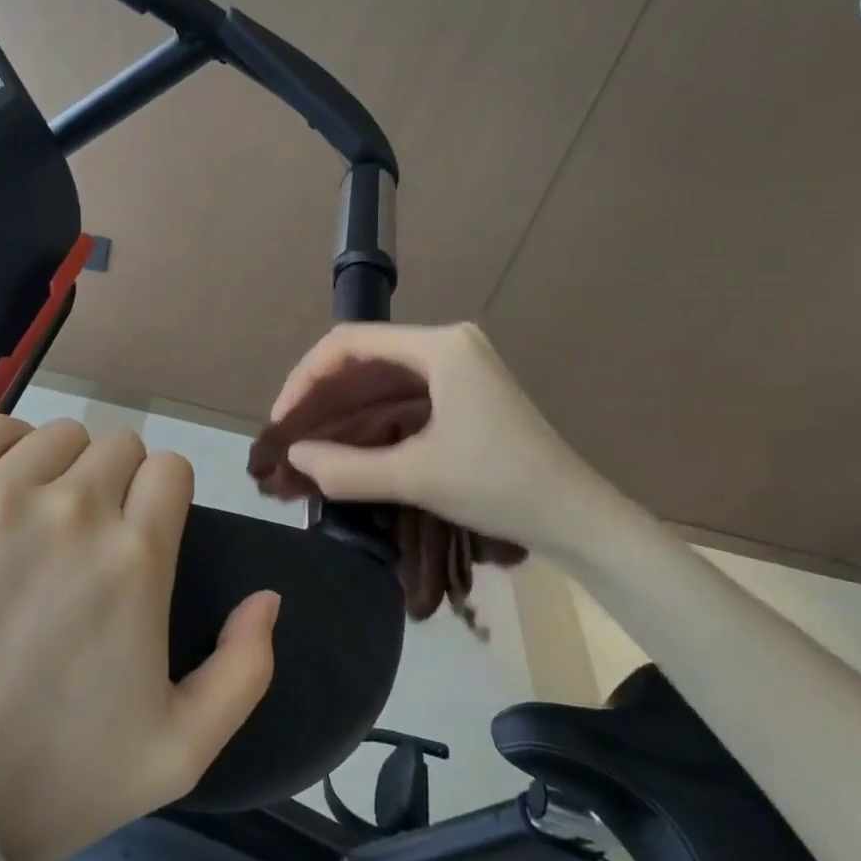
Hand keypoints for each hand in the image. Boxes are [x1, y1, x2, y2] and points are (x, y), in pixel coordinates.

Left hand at [0, 414, 279, 860]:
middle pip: (118, 445)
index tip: (140, 532)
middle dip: (116, 482)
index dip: (162, 497)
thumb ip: (246, 669)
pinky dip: (2, 447)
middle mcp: (70, 510)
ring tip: (35, 521)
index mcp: (134, 557)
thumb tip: (268, 596)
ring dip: (61, 468)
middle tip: (84, 539)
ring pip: (56, 436)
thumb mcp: (179, 752)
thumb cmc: (50, 779)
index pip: (170, 468)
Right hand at [272, 322, 630, 559]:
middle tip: (289, 435)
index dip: (307, 377)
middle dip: (321, 395)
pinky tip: (346, 443)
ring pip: (381, 378)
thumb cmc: (500, 486)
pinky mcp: (464, 393)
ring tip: (308, 441)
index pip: (351, 342)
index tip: (283, 419)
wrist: (577, 518)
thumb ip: (347, 468)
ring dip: (343, 409)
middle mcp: (447, 344)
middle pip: (364, 357)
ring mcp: (458, 367)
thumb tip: (295, 456)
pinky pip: (402, 395)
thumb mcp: (417, 477)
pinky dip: (370, 418)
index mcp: (440, 346)